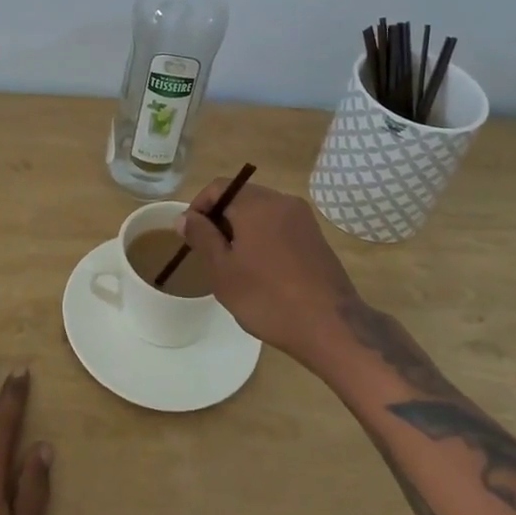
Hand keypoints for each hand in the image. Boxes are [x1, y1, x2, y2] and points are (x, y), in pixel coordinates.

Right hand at [178, 180, 357, 365]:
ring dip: (242, 229)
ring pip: (261, 212)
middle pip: (241, 197)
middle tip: (209, 252)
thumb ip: (202, 237)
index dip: (198, 207)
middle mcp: (282, 201)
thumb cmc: (267, 298)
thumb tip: (185, 217)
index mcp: (257, 203)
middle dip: (220, 219)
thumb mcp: (223, 270)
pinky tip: (261, 270)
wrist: (331, 327)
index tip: (190, 236)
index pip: (219, 187)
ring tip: (233, 264)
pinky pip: (280, 226)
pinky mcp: (316, 237)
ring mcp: (303, 219)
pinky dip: (264, 238)